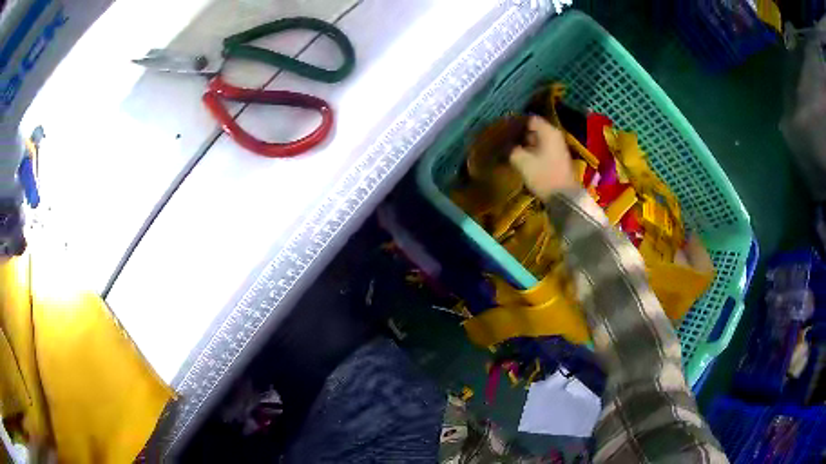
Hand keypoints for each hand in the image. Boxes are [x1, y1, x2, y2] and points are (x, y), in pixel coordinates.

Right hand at [509, 116, 576, 200]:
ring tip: (510, 150)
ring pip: (538, 140)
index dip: (515, 123)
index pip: (529, 119)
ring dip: (525, 144)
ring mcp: (558, 147)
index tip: (502, 129)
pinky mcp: (558, 159)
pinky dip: (532, 151)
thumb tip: (505, 145)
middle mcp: (555, 135)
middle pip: (534, 129)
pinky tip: (521, 158)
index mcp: (548, 131)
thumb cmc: (544, 175)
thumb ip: (511, 149)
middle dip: (519, 134)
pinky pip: (542, 149)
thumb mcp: (522, 161)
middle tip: (505, 140)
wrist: (564, 198)